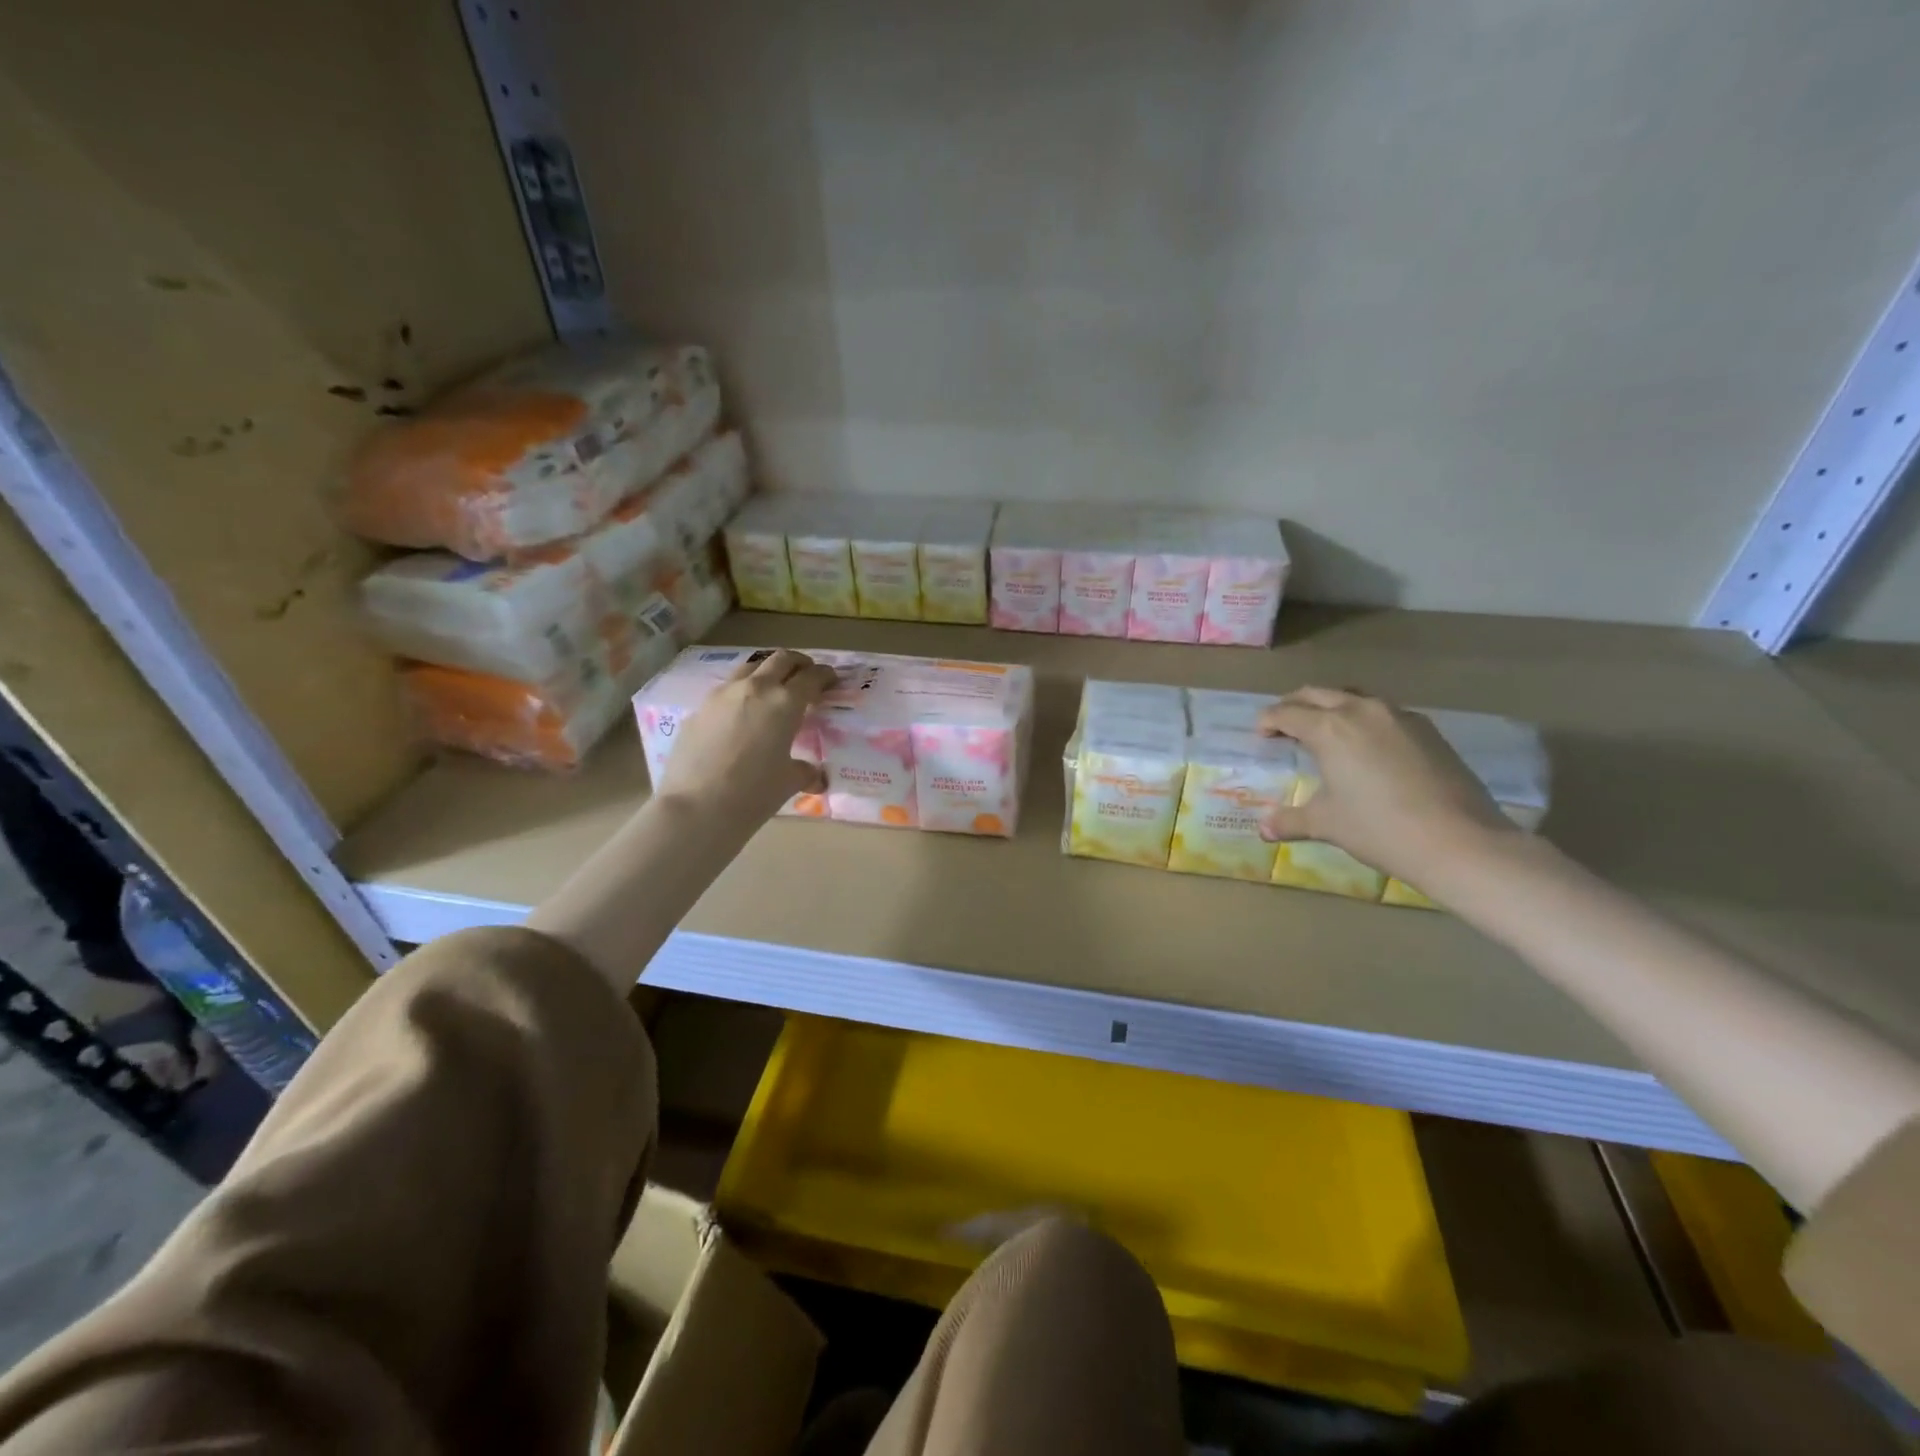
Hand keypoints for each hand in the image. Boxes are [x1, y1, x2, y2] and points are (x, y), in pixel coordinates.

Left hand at [653, 649, 835, 829]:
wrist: (696, 807)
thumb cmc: (753, 793)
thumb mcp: (789, 782)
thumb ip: (805, 771)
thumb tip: (814, 776)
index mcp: (785, 702)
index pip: (811, 677)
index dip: (825, 675)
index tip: (831, 679)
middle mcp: (755, 689)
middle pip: (781, 660)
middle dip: (798, 663)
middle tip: (806, 675)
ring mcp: (722, 695)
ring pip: (750, 668)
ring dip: (766, 672)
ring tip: (772, 689)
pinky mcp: (699, 708)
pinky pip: (725, 690)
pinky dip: (741, 693)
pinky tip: (740, 715)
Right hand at [1256, 686, 1516, 880]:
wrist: (1459, 841)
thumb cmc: (1379, 829)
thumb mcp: (1326, 824)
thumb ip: (1290, 820)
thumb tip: (1263, 828)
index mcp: (1329, 728)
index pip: (1286, 712)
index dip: (1268, 721)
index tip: (1260, 734)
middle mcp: (1361, 711)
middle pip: (1318, 694)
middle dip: (1295, 705)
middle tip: (1284, 725)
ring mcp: (1399, 716)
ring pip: (1354, 697)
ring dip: (1332, 707)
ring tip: (1325, 730)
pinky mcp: (1427, 729)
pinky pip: (1384, 712)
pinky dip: (1364, 719)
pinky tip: (1367, 746)